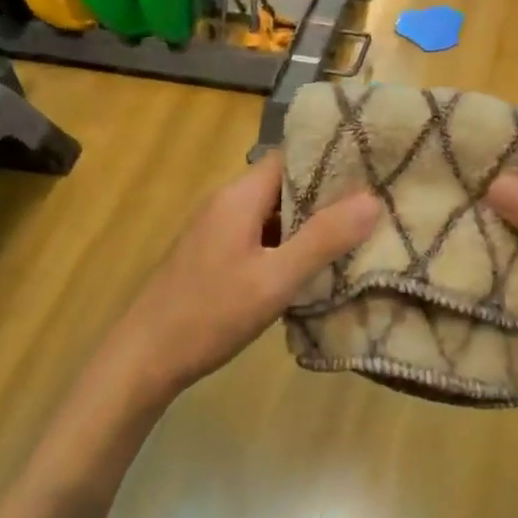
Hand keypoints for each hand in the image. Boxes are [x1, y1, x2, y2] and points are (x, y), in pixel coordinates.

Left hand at [100, 152, 379, 400]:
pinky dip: (289, 244)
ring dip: (310, 222)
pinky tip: (315, 265)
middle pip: (285, 184)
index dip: (331, 158)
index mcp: (240, 195)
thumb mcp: (275, 279)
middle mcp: (227, 202)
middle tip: (376, 205)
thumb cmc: (210, 314)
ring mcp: (218, 230)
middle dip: (328, 194)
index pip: (292, 156)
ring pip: (274, 213)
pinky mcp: (215, 255)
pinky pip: (261, 236)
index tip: (373, 167)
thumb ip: (323, 239)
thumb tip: (372, 199)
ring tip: (357, 233)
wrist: (142, 360)